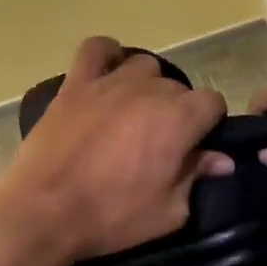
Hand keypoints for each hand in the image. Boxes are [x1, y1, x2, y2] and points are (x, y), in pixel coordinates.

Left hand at [0, 37, 231, 262]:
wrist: (45, 211)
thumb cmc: (113, 216)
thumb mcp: (169, 212)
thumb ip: (197, 177)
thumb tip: (221, 160)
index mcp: (179, 119)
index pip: (212, 102)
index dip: (208, 124)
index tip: (195, 147)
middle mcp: (150, 90)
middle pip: (178, 88)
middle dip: (176, 112)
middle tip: (159, 144)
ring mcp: (110, 82)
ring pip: (143, 66)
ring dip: (146, 86)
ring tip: (132, 114)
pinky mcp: (76, 83)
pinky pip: (95, 49)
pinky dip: (106, 55)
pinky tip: (106, 73)